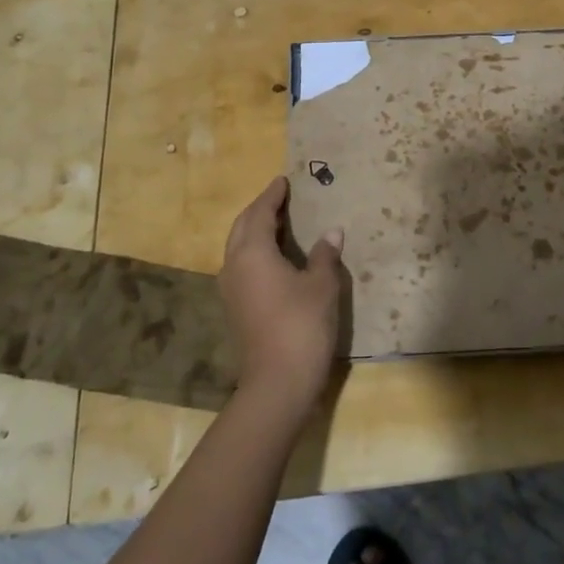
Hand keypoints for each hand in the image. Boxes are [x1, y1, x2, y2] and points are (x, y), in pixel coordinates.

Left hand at [219, 176, 344, 422]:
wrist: (278, 383)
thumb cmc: (301, 325)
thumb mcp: (321, 285)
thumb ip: (324, 255)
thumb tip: (332, 232)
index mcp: (252, 253)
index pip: (259, 213)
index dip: (272, 195)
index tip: (283, 180)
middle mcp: (234, 266)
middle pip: (242, 227)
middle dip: (260, 210)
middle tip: (281, 198)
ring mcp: (231, 289)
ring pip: (239, 247)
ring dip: (256, 231)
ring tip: (280, 223)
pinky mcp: (236, 308)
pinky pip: (243, 266)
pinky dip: (256, 252)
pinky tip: (276, 258)